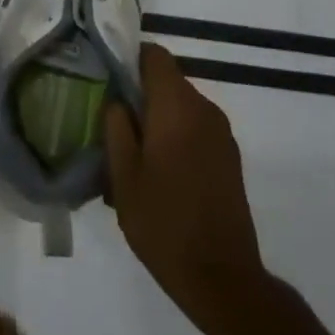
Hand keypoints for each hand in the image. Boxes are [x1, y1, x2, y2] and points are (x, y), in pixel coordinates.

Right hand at [104, 44, 268, 323]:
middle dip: (138, 94)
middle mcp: (205, 111)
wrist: (222, 278)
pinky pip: (195, 129)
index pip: (155, 56)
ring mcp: (222, 135)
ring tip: (129, 153)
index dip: (128, 58)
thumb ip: (116, 127)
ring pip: (180, 107)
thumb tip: (117, 99)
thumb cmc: (163, 222)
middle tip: (108, 121)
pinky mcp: (229, 158)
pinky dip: (173, 136)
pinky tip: (156, 172)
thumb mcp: (123, 175)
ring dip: (155, 119)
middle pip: (167, 82)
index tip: (105, 77)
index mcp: (177, 108)